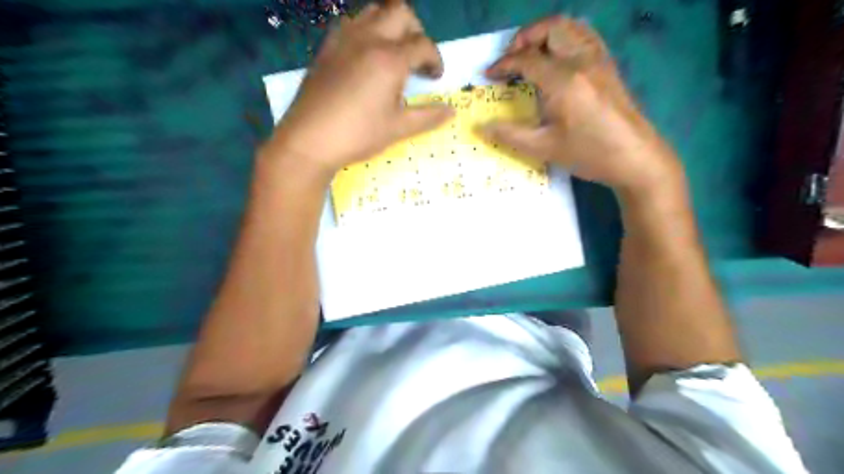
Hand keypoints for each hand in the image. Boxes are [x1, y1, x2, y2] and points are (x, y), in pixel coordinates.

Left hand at [262, 0, 454, 180]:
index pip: (423, 45)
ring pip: (374, 10)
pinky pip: (351, 23)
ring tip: (392, 51)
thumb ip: (427, 117)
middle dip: (416, 30)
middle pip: (400, 12)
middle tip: (416, 57)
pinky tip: (364, 55)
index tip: (435, 77)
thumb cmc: (358, 135)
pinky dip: (366, 30)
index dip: (435, 59)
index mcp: (390, 60)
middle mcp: (369, 39)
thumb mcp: (397, 129)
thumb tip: (451, 111)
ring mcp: (344, 39)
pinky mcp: (327, 46)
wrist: (310, 139)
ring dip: (390, 24)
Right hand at [485, 17, 679, 194]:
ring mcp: (599, 59)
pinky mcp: (608, 65)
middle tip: (509, 59)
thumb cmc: (589, 154)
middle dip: (524, 38)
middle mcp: (582, 61)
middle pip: (550, 29)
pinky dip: (565, 37)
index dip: (503, 65)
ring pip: (570, 27)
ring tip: (530, 54)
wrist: (635, 157)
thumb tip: (481, 127)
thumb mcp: (544, 148)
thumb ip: (510, 134)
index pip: (527, 60)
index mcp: (564, 81)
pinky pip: (585, 36)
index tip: (488, 76)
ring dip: (544, 34)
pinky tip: (557, 57)